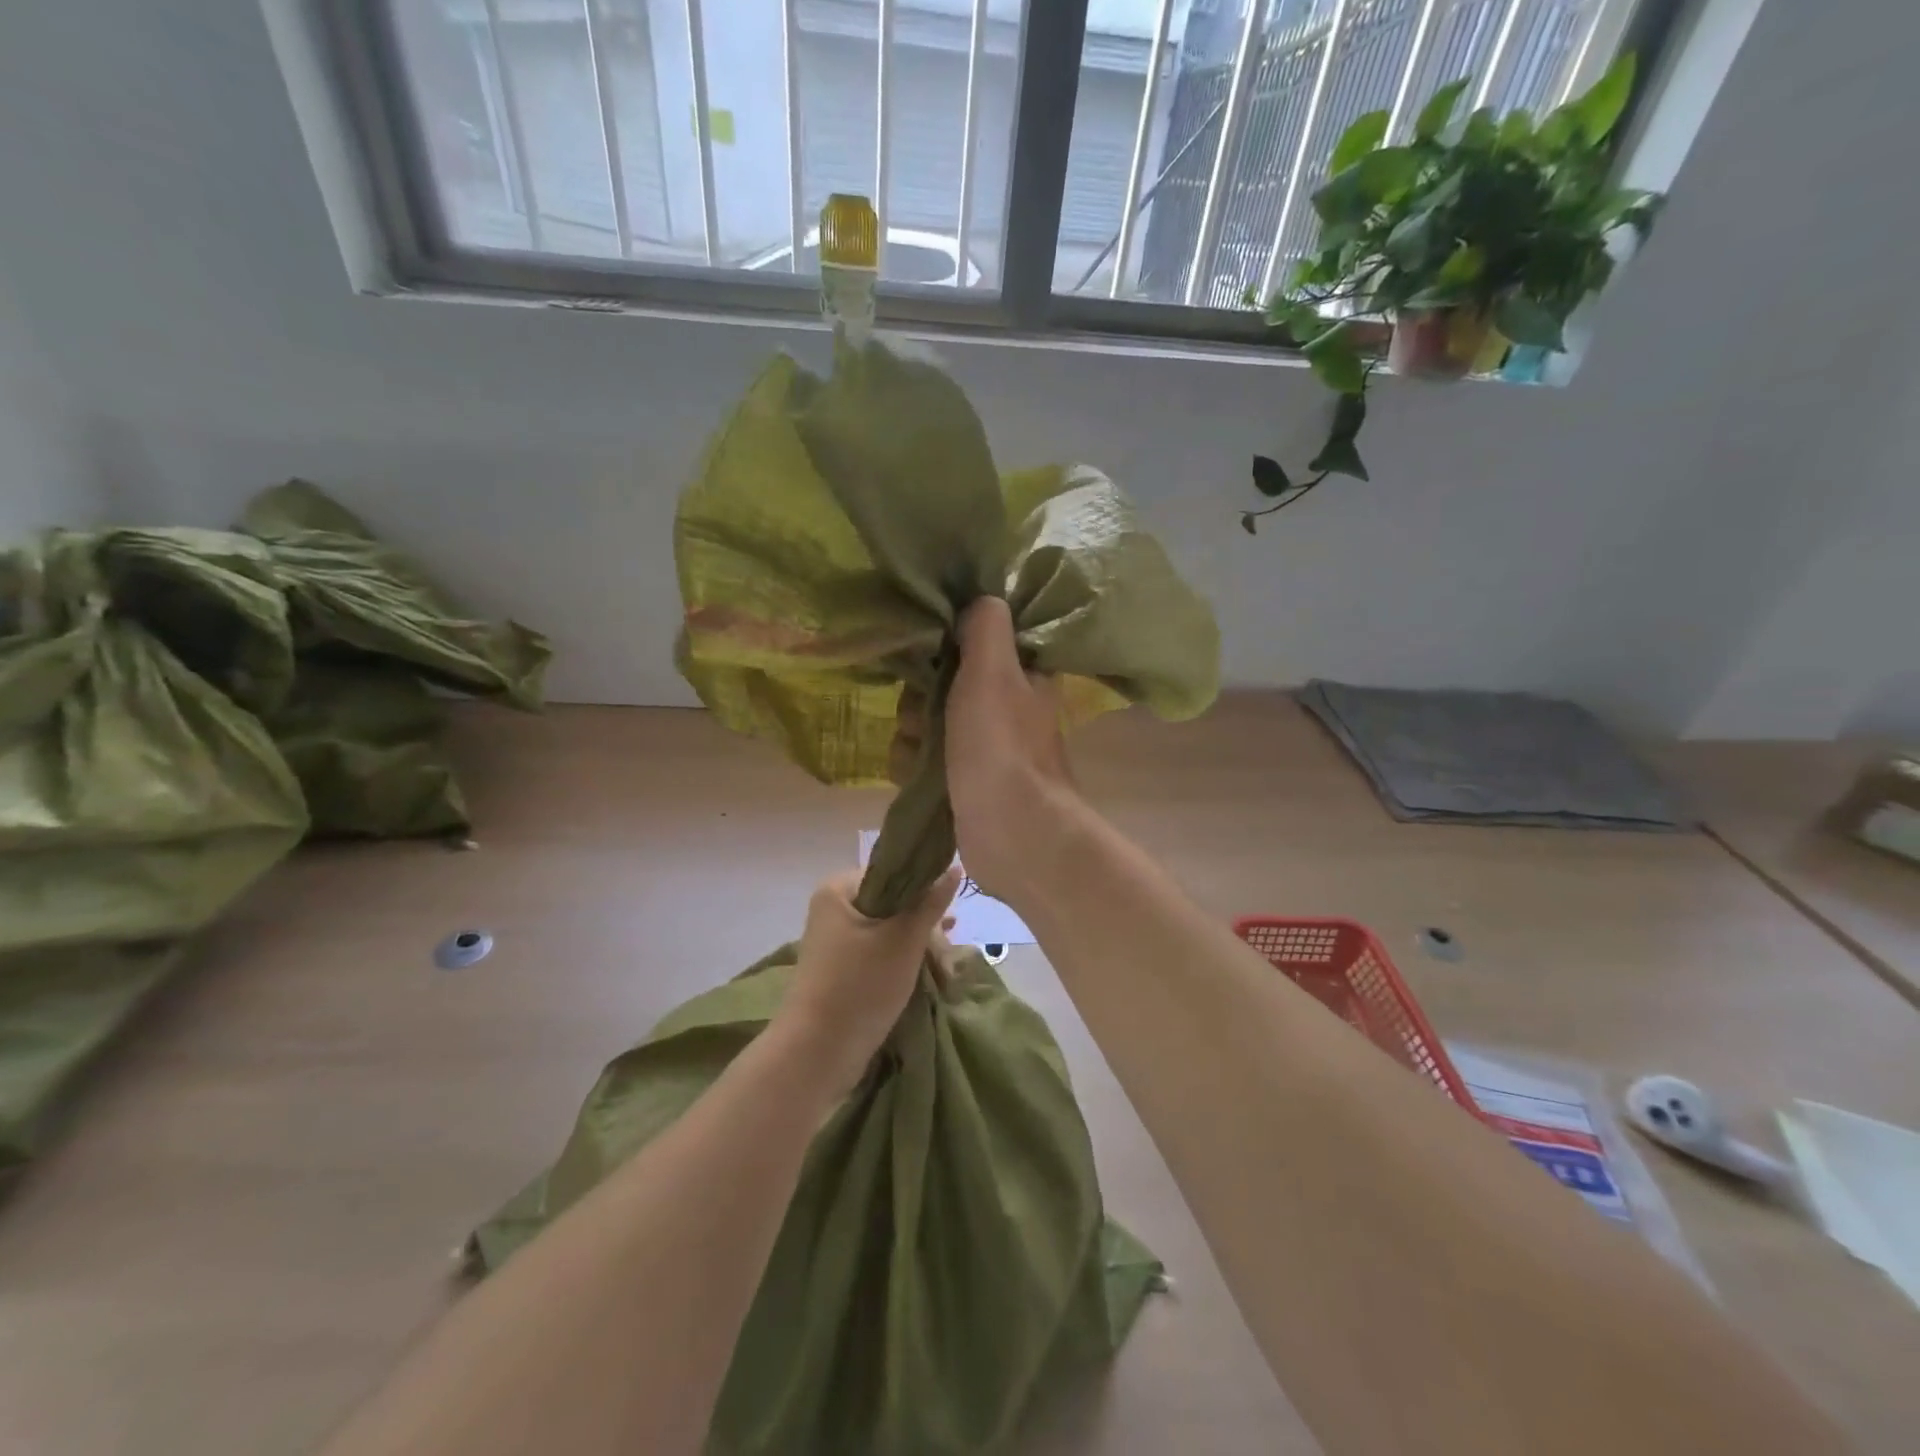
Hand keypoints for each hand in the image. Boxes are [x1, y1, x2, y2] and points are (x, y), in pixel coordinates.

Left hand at [775, 866, 960, 1096]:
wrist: (817, 1052)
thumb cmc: (861, 985)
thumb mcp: (904, 940)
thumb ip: (930, 903)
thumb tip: (954, 868)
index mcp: (839, 889)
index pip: (893, 872)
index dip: (926, 890)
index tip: (951, 917)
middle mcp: (834, 908)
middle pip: (894, 903)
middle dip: (926, 928)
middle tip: (949, 959)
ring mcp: (837, 940)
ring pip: (891, 930)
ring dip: (920, 947)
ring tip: (946, 973)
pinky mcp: (843, 968)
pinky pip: (880, 951)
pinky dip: (904, 960)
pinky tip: (930, 975)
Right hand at [942, 597, 1080, 901]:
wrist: (1012, 832)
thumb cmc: (1001, 746)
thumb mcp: (993, 670)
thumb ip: (985, 627)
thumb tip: (980, 599)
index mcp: (1021, 675)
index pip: (973, 644)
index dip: (944, 648)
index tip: (929, 657)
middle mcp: (1004, 707)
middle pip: (941, 684)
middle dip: (919, 699)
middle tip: (921, 713)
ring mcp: (983, 747)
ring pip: (927, 723)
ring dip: (912, 735)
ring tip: (919, 751)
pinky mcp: (963, 781)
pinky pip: (924, 759)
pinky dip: (914, 765)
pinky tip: (914, 774)